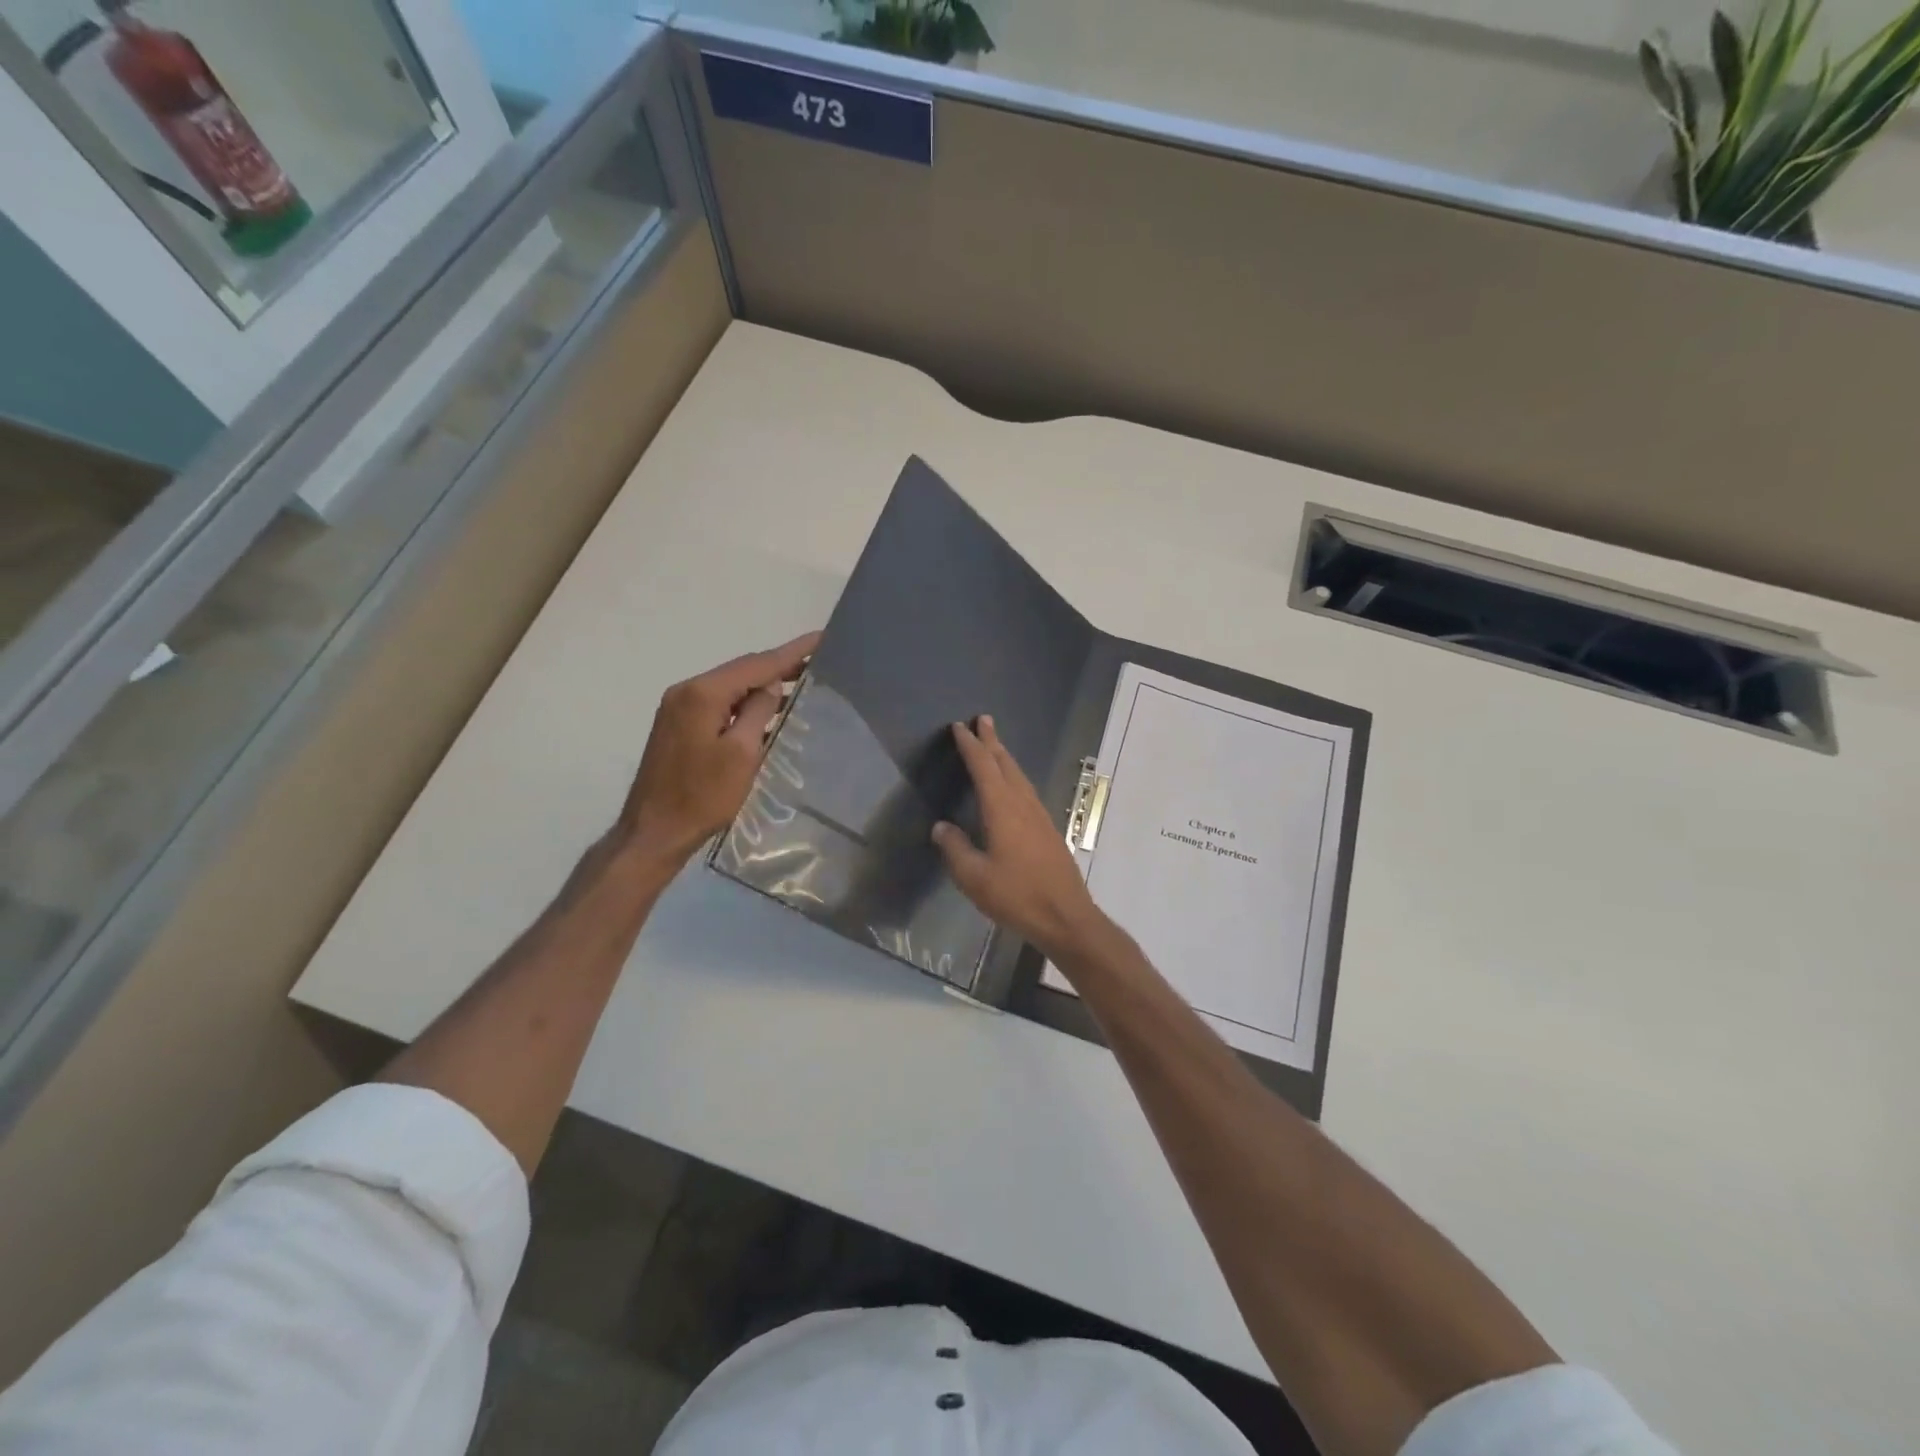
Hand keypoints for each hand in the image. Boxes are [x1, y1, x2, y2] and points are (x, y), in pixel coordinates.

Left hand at [618, 632, 819, 864]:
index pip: (756, 664)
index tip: (821, 638)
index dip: (792, 652)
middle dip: (778, 665)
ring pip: (729, 686)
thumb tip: (770, 686)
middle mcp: (686, 691)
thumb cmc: (702, 797)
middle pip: (741, 670)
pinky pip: (718, 702)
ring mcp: (678, 707)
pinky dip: (744, 701)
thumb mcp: (742, 754)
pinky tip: (767, 707)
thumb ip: (759, 711)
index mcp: (702, 693)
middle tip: (817, 661)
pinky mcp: (677, 725)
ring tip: (800, 683)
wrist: (654, 831)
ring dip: (762, 685)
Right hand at [932, 716, 1108, 960]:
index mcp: (1002, 809)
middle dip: (992, 741)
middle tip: (982, 720)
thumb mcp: (974, 878)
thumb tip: (941, 827)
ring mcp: (1039, 816)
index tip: (959, 727)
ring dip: (1005, 757)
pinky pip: (1027, 791)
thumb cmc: (1017, 896)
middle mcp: (1023, 804)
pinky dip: (1015, 777)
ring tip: (994, 745)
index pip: (983, 767)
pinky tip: (1013, 787)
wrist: (1066, 916)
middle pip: (1006, 764)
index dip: (970, 745)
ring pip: (1019, 776)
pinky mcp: (1048, 830)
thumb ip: (955, 849)